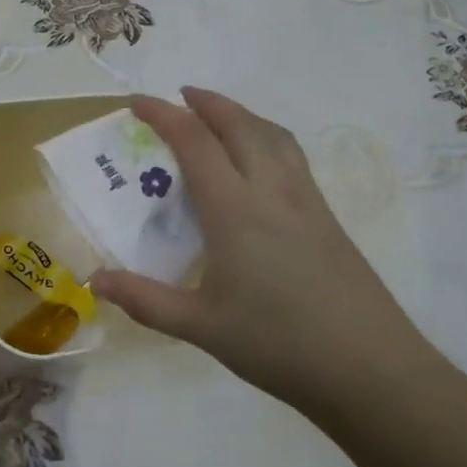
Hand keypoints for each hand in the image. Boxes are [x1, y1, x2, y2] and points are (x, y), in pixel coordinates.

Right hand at [90, 88, 436, 416]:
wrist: (371, 369)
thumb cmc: (278, 344)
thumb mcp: (201, 327)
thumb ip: (145, 300)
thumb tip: (95, 281)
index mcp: (235, 210)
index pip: (195, 142)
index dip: (163, 114)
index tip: (135, 102)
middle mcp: (271, 191)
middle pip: (239, 124)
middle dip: (206, 102)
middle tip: (178, 97)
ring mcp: (306, 200)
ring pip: (271, 134)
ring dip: (239, 114)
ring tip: (217, 117)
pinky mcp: (327, 216)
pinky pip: (290, 155)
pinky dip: (265, 136)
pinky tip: (257, 163)